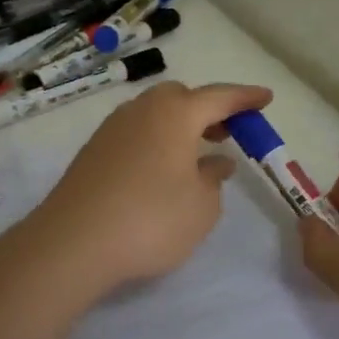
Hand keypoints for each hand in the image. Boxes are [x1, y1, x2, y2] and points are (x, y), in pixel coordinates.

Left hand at [31, 81, 274, 292]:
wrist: (72, 242)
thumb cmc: (151, 220)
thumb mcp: (201, 207)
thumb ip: (213, 179)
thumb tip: (214, 162)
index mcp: (175, 114)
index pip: (219, 97)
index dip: (245, 98)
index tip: (265, 98)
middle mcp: (142, 110)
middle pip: (181, 97)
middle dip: (207, 109)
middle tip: (227, 132)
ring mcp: (113, 128)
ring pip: (155, 113)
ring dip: (180, 125)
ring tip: (197, 154)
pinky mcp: (94, 150)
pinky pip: (136, 132)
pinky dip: (156, 140)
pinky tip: (162, 171)